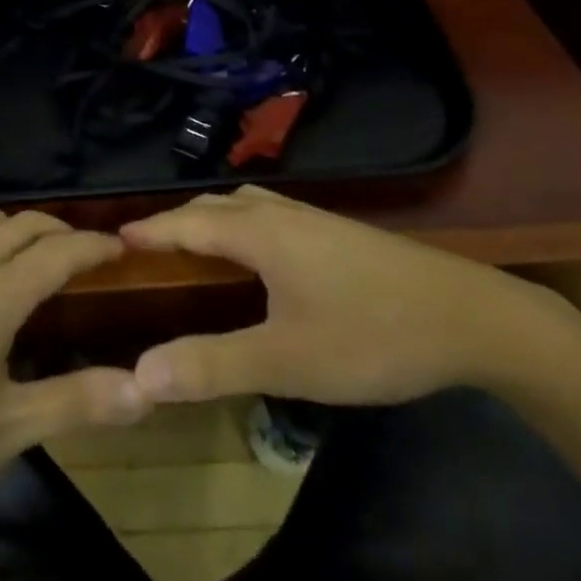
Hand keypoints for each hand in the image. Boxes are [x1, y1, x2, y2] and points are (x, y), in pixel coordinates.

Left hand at [0, 210, 148, 528]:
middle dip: (62, 231)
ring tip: (40, 254)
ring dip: (20, 228)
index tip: (124, 248)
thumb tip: (144, 389)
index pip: (59, 252)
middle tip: (90, 255)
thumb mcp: (5, 431)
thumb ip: (76, 403)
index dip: (95, 246)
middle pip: (24, 225)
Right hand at [120, 186, 560, 405]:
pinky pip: (269, 214)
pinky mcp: (337, 233)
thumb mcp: (287, 360)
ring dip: (210, 219)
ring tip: (192, 247)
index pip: (186, 222)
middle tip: (146, 249)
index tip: (111, 238)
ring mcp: (312, 219)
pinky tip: (256, 255)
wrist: (470, 316)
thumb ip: (213, 365)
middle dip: (176, 221)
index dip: (149, 230)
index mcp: (259, 233)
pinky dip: (240, 224)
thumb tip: (139, 375)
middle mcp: (280, 213)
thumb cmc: (370, 334)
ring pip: (245, 205)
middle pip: (214, 205)